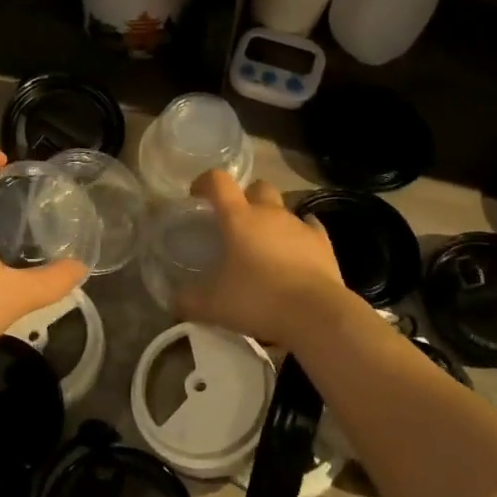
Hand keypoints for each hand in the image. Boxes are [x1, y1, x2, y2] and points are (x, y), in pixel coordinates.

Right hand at [176, 170, 363, 349]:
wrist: (316, 314)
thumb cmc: (258, 299)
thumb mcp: (212, 306)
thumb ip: (188, 300)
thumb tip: (173, 301)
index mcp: (238, 218)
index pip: (218, 182)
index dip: (205, 182)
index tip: (197, 196)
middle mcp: (269, 212)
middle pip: (257, 187)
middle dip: (246, 197)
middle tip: (236, 222)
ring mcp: (299, 225)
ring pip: (284, 208)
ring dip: (272, 219)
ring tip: (265, 246)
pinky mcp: (323, 243)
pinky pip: (309, 228)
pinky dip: (300, 235)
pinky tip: (296, 252)